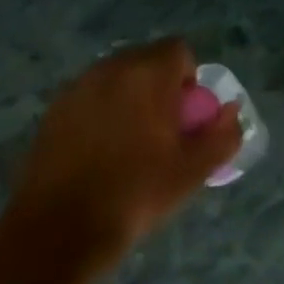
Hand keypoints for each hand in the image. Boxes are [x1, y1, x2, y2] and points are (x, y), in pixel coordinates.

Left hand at [7, 38, 241, 282]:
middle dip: (159, 86)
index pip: (179, 50)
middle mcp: (112, 69)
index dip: (188, 80)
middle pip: (146, 60)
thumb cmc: (135, 194)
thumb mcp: (193, 170)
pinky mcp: (52, 112)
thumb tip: (231, 113)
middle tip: (161, 131)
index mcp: (148, 73)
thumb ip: (222, 135)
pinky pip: (89, 99)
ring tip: (129, 144)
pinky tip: (98, 154)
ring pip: (116, 79)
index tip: (185, 118)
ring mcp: (77, 88)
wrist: (58, 234)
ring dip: (129, 98)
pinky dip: (100, 114)